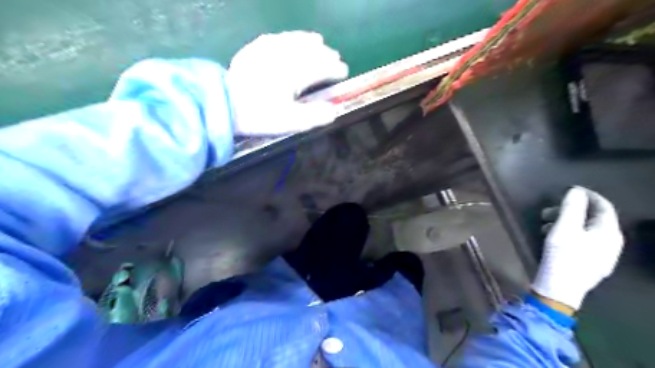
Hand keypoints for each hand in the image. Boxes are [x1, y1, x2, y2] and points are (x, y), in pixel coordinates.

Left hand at [226, 31, 346, 134]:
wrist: (225, 105)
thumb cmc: (260, 115)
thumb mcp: (291, 122)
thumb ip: (315, 116)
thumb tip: (334, 111)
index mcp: (296, 73)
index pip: (322, 67)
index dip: (335, 69)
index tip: (343, 72)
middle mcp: (285, 57)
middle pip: (311, 51)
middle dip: (326, 54)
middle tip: (335, 58)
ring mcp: (268, 50)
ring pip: (294, 40)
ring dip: (309, 41)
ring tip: (318, 41)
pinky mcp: (253, 50)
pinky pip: (275, 38)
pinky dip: (286, 37)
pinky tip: (288, 39)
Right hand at [531, 187, 623, 310]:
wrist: (560, 289)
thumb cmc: (563, 256)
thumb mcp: (564, 228)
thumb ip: (571, 207)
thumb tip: (576, 191)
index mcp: (608, 233)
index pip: (603, 206)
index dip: (587, 195)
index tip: (568, 190)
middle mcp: (610, 243)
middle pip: (592, 218)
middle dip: (569, 211)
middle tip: (546, 212)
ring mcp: (602, 255)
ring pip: (585, 230)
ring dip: (565, 222)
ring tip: (544, 226)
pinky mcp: (590, 263)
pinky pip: (581, 241)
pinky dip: (567, 234)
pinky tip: (551, 238)